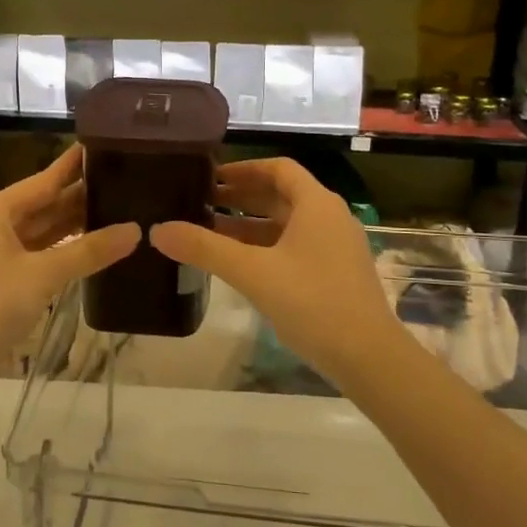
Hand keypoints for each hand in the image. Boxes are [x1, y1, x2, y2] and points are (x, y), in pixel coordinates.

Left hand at [0, 146, 138, 400]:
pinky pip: (26, 252)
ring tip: (109, 212)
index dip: (73, 166)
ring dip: (66, 226)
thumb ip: (89, 251)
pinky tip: (81, 250)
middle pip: (38, 205)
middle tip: (119, 183)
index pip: (43, 180)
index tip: (99, 145)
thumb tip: (134, 230)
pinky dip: (52, 250)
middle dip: (76, 198)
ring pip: (32, 231)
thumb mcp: (43, 276)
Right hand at [150, 158, 405, 392]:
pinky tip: (240, 264)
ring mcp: (336, 246)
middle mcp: (330, 217)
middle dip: (242, 197)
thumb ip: (205, 249)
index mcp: (316, 204)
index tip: (210, 177)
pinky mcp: (336, 273)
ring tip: (210, 232)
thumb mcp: (253, 273)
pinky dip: (266, 247)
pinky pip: (295, 246)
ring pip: (287, 224)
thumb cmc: (312, 303)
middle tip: (201, 203)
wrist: (369, 357)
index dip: (243, 169)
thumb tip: (158, 230)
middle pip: (282, 195)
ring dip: (251, 225)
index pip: (278, 169)